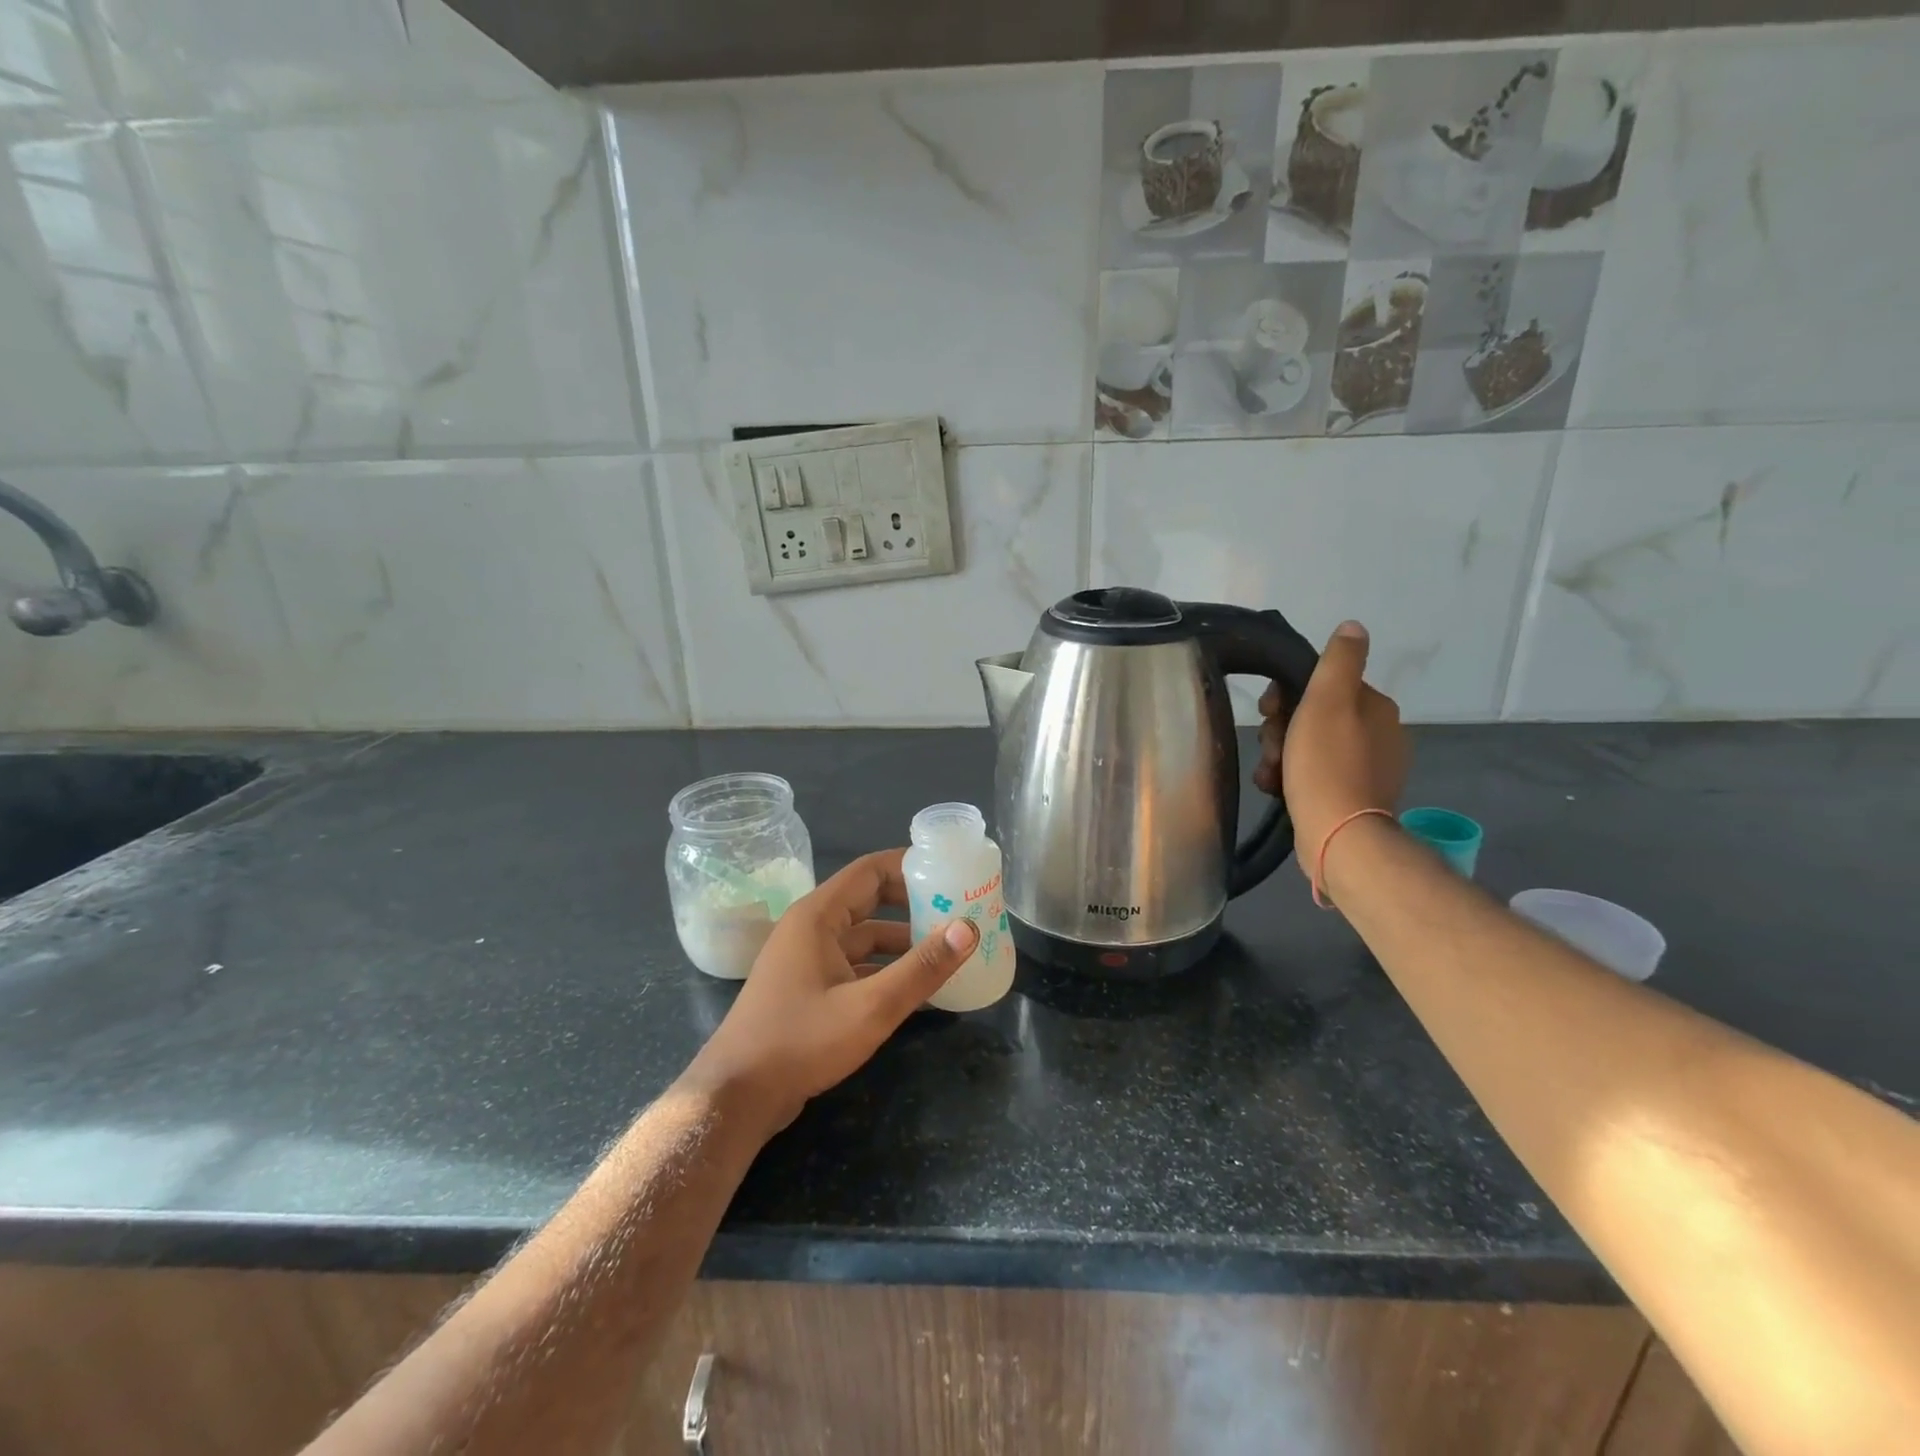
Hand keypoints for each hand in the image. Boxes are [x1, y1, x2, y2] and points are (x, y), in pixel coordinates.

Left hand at [683, 849, 977, 1136]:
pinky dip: (885, 970)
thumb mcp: (870, 1006)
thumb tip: (969, 928)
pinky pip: (855, 965)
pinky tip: (917, 990)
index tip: (950, 871)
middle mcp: (811, 928)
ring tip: (947, 951)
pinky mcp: (808, 988)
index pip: (870, 870)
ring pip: (864, 938)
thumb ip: (921, 968)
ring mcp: (807, 959)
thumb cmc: (801, 1041)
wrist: (737, 1096)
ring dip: (902, 942)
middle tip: (958, 910)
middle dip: (913, 904)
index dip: (910, 865)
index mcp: (818, 915)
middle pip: (870, 900)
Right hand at [1251, 620, 1408, 868]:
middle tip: (1270, 749)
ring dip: (1281, 756)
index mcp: (1375, 707)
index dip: (1287, 695)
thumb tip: (1353, 626)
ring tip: (1270, 774)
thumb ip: (1339, 660)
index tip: (1269, 712)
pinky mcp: (1353, 797)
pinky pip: (1314, 775)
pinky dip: (1292, 778)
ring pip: (1308, 747)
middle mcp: (1378, 734)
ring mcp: (1367, 768)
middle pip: (1313, 717)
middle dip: (1282, 731)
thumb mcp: (1327, 701)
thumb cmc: (1326, 764)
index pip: (1322, 685)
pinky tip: (1276, 788)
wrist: (1338, 836)